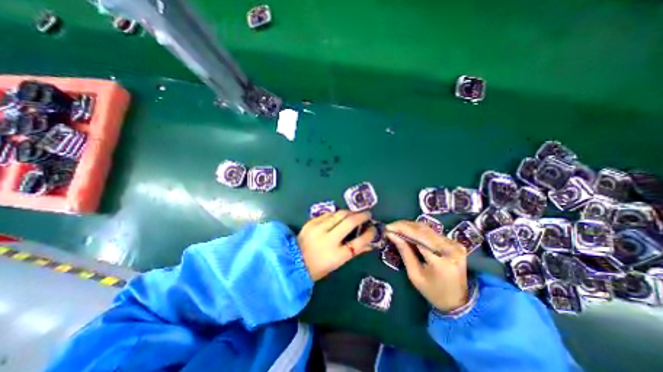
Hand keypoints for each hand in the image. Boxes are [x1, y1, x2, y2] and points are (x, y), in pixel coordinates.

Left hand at [298, 211, 374, 279]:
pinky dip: (336, 214)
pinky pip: (328, 214)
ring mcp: (318, 229)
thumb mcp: (337, 263)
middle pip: (350, 222)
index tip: (373, 228)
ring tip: (354, 214)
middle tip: (367, 214)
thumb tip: (368, 242)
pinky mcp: (311, 222)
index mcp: (336, 255)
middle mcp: (328, 239)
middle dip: (362, 216)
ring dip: (350, 212)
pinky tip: (338, 216)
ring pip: (339, 214)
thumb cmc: (318, 267)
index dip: (369, 234)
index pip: (359, 242)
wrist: (293, 262)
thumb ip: (352, 251)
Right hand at [386, 220, 468, 311]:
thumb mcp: (415, 275)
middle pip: (422, 230)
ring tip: (396, 227)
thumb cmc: (433, 292)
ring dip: (409, 226)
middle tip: (389, 226)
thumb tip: (391, 235)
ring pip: (427, 228)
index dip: (401, 230)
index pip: (418, 238)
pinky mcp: (454, 242)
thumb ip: (404, 252)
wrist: (458, 301)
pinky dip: (417, 230)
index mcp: (441, 261)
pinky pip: (431, 232)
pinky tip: (407, 231)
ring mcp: (454, 244)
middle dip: (404, 225)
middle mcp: (451, 248)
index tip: (387, 228)